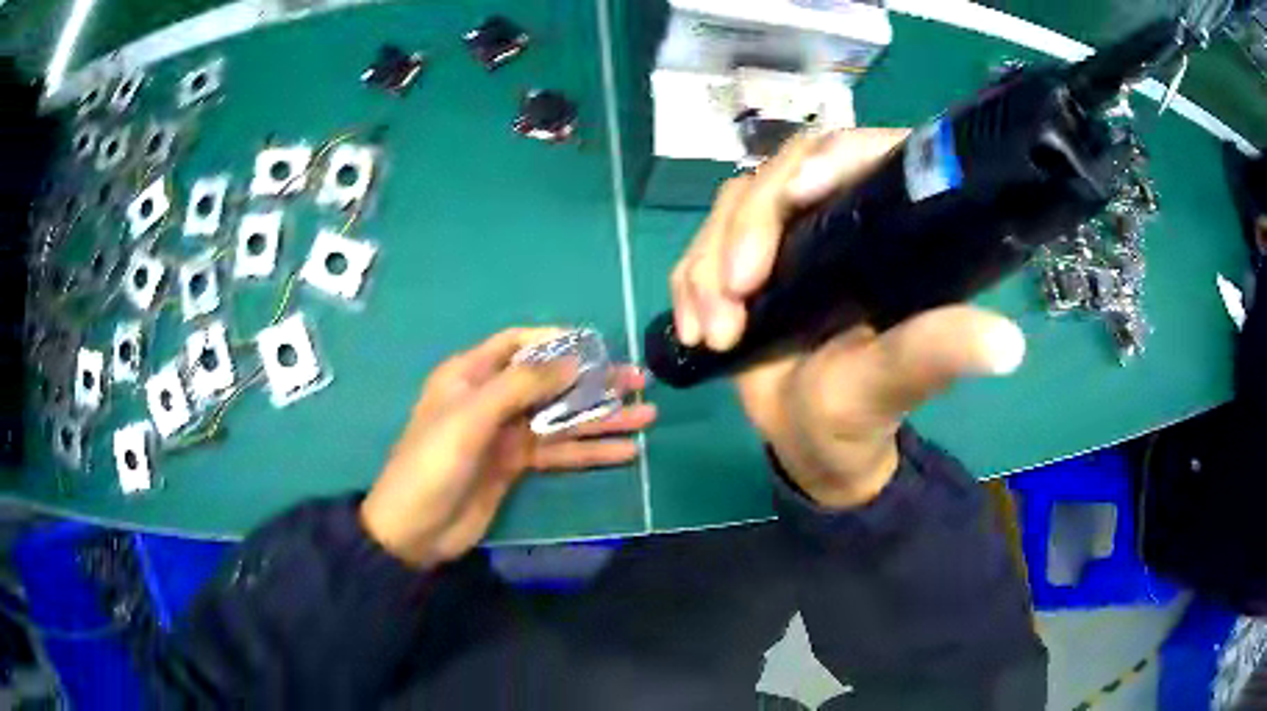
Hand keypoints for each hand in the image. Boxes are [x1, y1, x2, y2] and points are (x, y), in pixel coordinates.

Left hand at [360, 328, 655, 566]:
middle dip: (594, 382)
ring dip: (602, 418)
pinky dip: (590, 451)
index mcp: (470, 375)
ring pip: (561, 418)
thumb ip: (520, 386)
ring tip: (647, 417)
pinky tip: (625, 451)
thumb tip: (573, 359)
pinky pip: (559, 451)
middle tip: (640, 383)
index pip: (518, 343)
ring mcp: (506, 433)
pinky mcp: (516, 465)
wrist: (414, 529)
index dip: (557, 341)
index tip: (598, 347)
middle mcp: (491, 398)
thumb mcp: (471, 417)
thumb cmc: (432, 464)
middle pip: (550, 382)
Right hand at [670, 130, 1025, 507]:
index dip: (834, 157)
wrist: (805, 442)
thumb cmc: (857, 415)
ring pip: (735, 203)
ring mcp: (787, 235)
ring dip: (709, 263)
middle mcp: (838, 218)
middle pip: (784, 172)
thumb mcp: (893, 385)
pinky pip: (701, 243)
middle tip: (735, 299)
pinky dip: (688, 280)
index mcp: (890, 232)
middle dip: (748, 230)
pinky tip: (693, 329)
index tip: (800, 196)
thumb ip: (934, 354)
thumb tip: (1009, 344)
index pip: (866, 154)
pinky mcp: (744, 257)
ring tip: (715, 333)